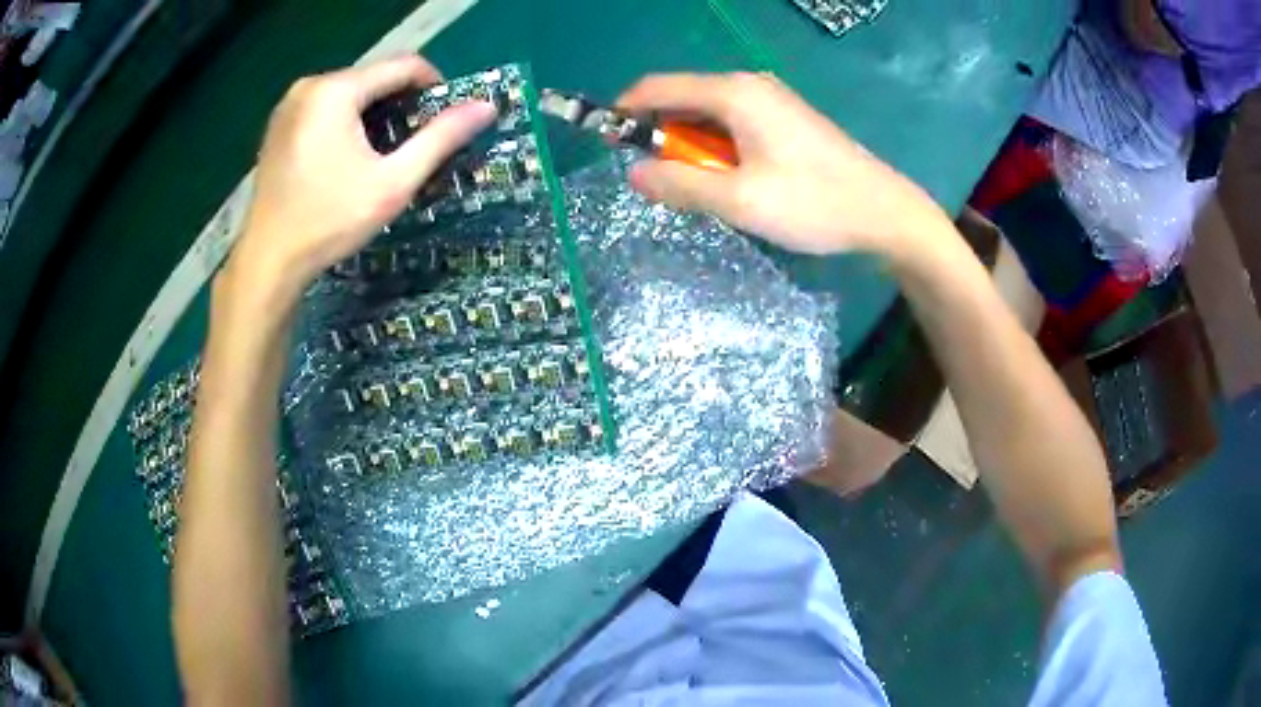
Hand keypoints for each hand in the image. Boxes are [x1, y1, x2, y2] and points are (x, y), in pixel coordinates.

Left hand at [232, 55, 495, 297]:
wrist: (268, 261)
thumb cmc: (329, 221)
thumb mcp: (393, 182)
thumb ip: (440, 138)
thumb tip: (486, 107)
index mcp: (336, 90)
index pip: (403, 65)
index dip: (434, 85)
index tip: (445, 118)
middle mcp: (309, 85)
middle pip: (373, 77)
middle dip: (401, 102)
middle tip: (414, 143)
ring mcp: (289, 105)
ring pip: (349, 93)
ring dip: (374, 113)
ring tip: (384, 153)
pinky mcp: (278, 125)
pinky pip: (325, 108)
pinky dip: (346, 122)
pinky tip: (348, 158)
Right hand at [617, 72, 949, 257]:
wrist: (884, 213)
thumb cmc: (813, 203)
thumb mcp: (738, 201)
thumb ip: (680, 185)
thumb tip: (634, 174)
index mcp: (733, 93)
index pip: (656, 87)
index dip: (624, 112)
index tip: (607, 145)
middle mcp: (748, 86)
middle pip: (681, 100)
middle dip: (661, 136)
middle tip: (662, 183)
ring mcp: (770, 101)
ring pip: (707, 116)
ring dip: (691, 148)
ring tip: (700, 191)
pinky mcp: (784, 120)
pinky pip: (732, 126)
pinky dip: (717, 150)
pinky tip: (730, 182)